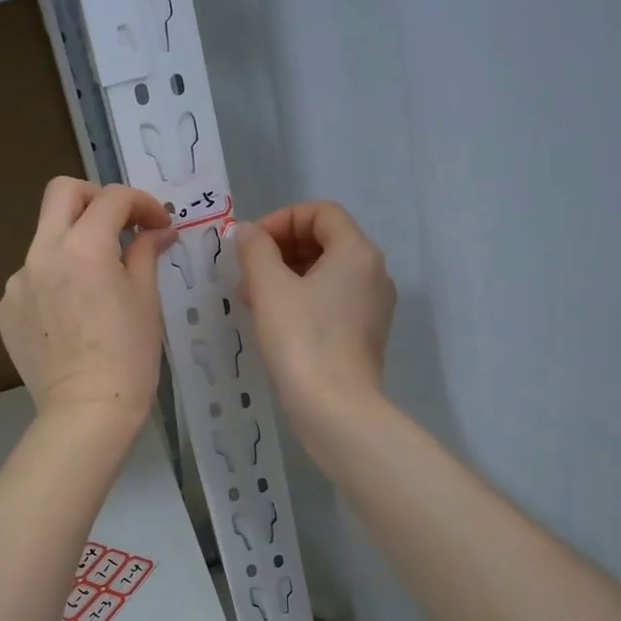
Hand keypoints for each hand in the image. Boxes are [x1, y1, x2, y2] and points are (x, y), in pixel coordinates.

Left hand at [0, 177, 173, 429]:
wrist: (86, 412)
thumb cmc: (129, 356)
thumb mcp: (146, 300)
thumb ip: (146, 254)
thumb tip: (158, 231)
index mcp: (84, 248)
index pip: (113, 199)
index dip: (142, 204)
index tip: (158, 227)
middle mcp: (42, 254)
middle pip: (63, 193)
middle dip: (97, 199)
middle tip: (120, 225)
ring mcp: (18, 281)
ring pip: (46, 239)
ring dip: (75, 244)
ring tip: (98, 283)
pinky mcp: (6, 309)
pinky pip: (33, 277)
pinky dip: (56, 280)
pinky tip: (73, 315)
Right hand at [235, 201, 395, 435]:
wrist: (336, 408)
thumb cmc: (301, 340)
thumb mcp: (269, 287)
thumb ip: (255, 249)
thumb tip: (248, 232)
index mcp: (357, 252)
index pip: (321, 212)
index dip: (281, 219)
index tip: (251, 245)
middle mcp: (373, 272)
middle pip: (325, 240)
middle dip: (280, 249)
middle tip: (246, 272)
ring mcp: (373, 304)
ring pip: (326, 272)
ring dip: (286, 275)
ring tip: (251, 298)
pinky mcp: (365, 332)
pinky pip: (332, 299)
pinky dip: (302, 298)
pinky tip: (273, 321)